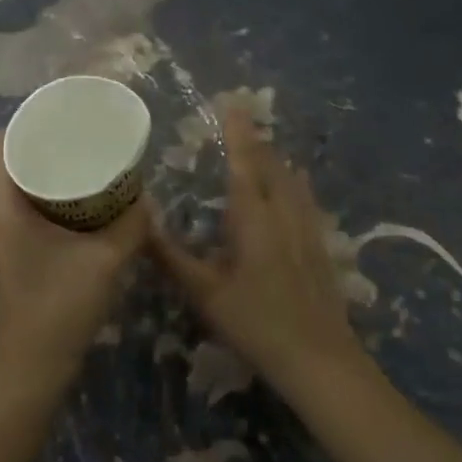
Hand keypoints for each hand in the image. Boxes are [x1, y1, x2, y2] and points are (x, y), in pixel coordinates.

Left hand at [0, 132, 150, 392]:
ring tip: (80, 171)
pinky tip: (71, 214)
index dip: (25, 125)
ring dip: (42, 180)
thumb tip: (145, 198)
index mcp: (3, 211)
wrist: (30, 373)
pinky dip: (39, 205)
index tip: (58, 118)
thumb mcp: (106, 262)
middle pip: (7, 168)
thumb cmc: (62, 310)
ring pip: (12, 195)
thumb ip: (130, 226)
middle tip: (79, 142)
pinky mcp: (0, 262)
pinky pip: (15, 217)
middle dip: (42, 151)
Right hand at [151, 109, 358, 388]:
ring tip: (263, 147)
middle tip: (240, 121)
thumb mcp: (204, 293)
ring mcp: (308, 229)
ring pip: (294, 180)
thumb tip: (142, 220)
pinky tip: (294, 189)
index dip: (238, 130)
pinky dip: (293, 183)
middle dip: (256, 140)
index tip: (232, 101)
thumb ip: (171, 255)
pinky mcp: (320, 246)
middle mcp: (285, 213)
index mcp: (255, 217)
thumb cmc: (256, 323)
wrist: (320, 359)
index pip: (245, 161)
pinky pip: (306, 199)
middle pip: (273, 164)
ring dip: (276, 159)